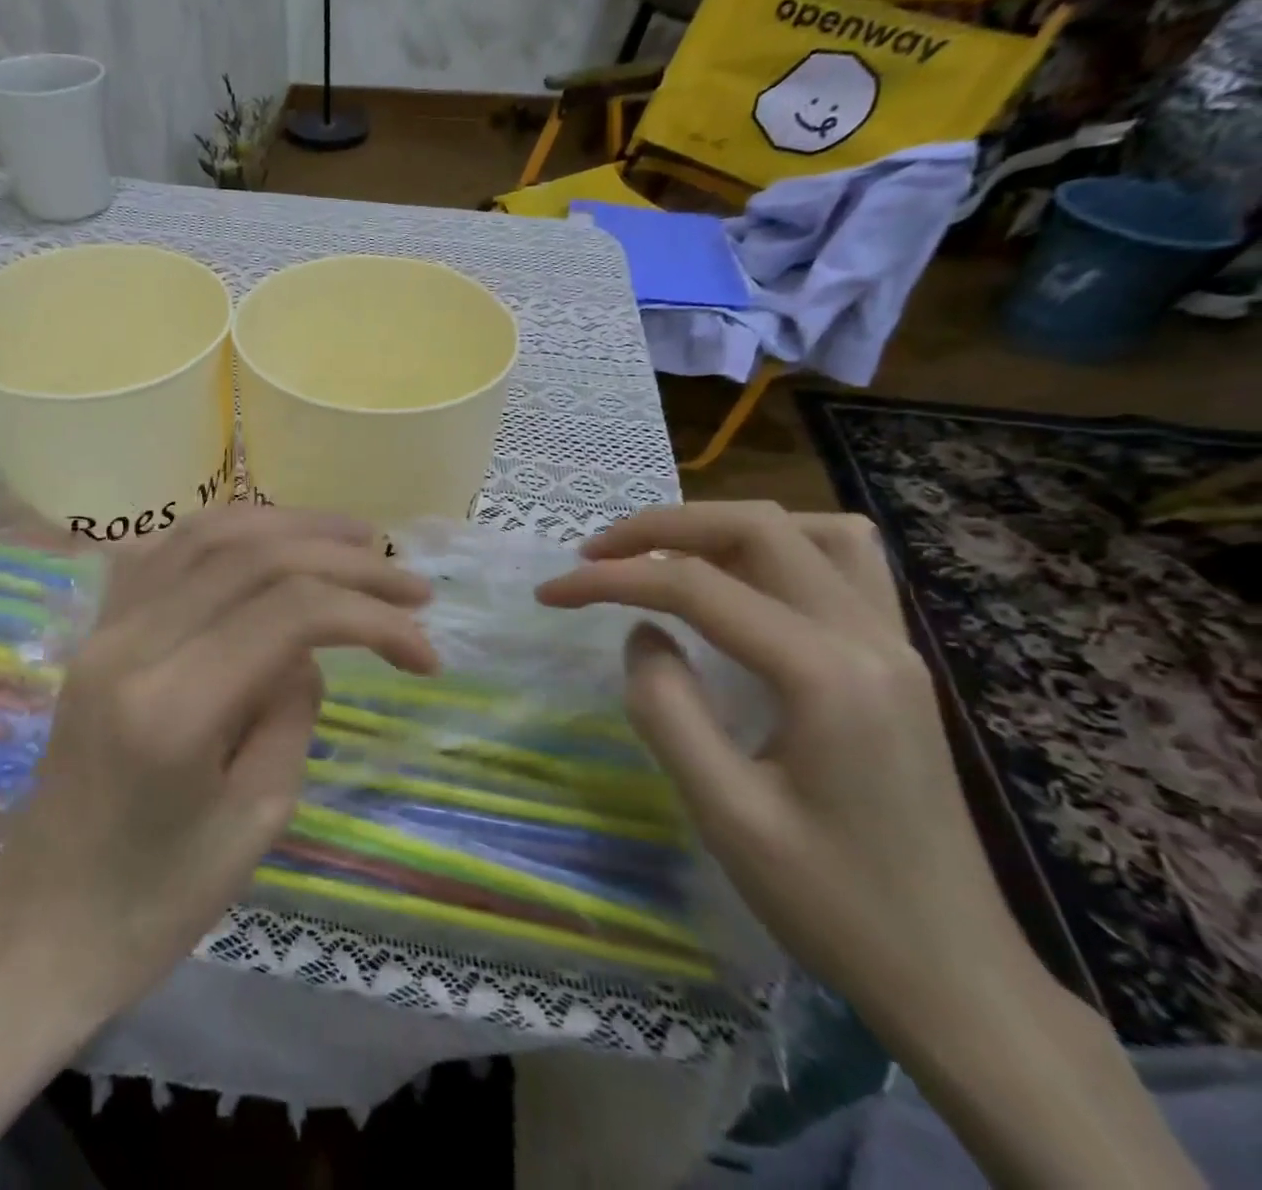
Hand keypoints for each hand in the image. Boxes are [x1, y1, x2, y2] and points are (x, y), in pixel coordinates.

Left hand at [0, 505, 437, 1015]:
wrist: (42, 925)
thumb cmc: (156, 902)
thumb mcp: (257, 820)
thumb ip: (294, 711)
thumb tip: (308, 650)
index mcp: (173, 707)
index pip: (290, 613)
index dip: (371, 615)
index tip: (425, 652)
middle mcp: (131, 644)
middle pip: (253, 557)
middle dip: (345, 560)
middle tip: (410, 579)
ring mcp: (105, 628)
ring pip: (208, 534)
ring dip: (291, 525)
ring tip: (355, 539)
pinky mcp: (97, 630)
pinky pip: (167, 550)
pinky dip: (230, 532)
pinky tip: (270, 538)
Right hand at [535, 501, 1029, 1018]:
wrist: (956, 980)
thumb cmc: (834, 906)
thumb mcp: (725, 814)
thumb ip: (667, 709)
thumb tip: (643, 634)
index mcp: (827, 675)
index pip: (697, 587)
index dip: (611, 579)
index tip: (551, 592)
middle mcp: (870, 638)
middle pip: (757, 530)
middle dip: (661, 528)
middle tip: (595, 554)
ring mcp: (894, 645)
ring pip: (811, 531)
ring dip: (725, 527)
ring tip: (666, 556)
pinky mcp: (898, 662)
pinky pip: (844, 564)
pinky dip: (781, 546)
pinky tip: (744, 581)